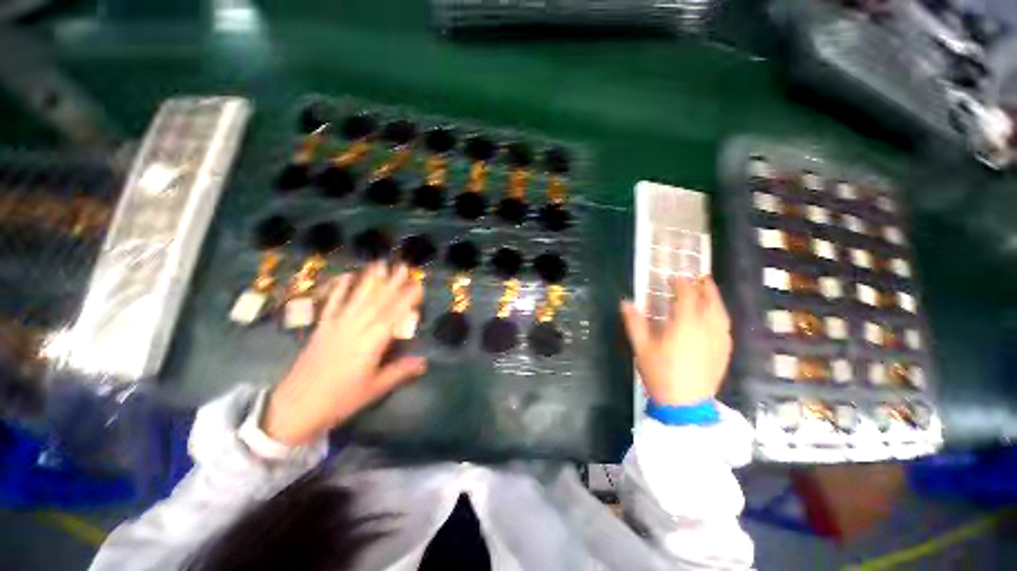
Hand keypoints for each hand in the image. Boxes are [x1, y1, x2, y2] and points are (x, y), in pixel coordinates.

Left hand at [262, 263, 426, 445]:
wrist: (295, 408)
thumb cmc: (340, 400)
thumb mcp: (374, 389)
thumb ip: (400, 372)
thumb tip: (424, 362)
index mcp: (371, 344)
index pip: (393, 315)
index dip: (406, 298)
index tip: (418, 284)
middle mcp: (355, 329)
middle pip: (377, 302)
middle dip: (392, 282)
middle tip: (403, 266)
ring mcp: (336, 326)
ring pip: (357, 298)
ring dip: (370, 280)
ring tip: (379, 264)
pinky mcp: (321, 328)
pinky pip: (332, 305)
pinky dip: (339, 289)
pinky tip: (345, 276)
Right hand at [621, 276, 731, 405]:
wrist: (685, 404)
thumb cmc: (661, 373)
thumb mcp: (642, 347)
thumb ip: (634, 322)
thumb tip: (626, 302)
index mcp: (685, 323)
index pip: (687, 295)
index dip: (681, 283)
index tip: (674, 278)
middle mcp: (706, 327)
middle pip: (710, 300)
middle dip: (704, 286)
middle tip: (698, 277)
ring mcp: (719, 340)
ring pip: (721, 312)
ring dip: (715, 298)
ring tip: (709, 292)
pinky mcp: (724, 351)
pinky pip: (725, 326)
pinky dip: (720, 315)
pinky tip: (716, 317)